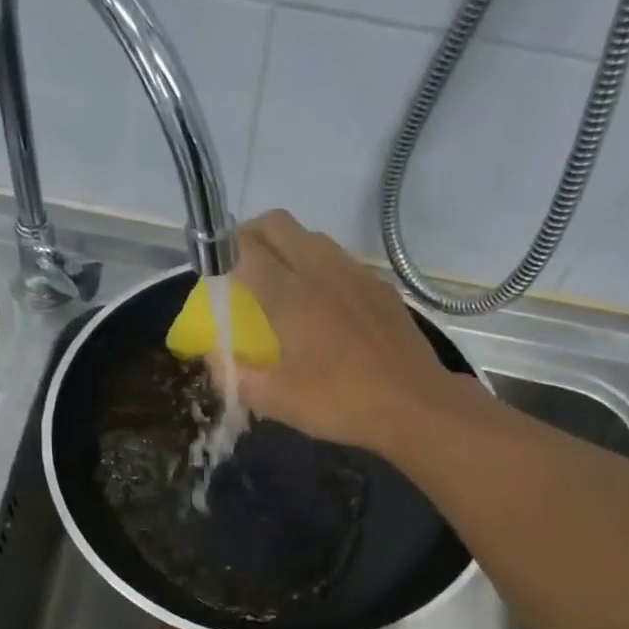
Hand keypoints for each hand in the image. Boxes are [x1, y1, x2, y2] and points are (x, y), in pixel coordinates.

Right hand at [233, 210, 469, 456]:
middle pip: (277, 224)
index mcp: (289, 294)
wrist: (414, 404)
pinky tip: (323, 307)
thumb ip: (236, 376)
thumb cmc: (340, 402)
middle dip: (250, 237)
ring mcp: (355, 273)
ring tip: (280, 288)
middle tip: (240, 270)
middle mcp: (320, 269)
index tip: (215, 275)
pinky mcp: (380, 286)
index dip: (222, 252)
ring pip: (311, 237)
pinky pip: (340, 260)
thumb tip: (214, 358)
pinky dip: (319, 268)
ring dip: (287, 250)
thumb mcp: (276, 400)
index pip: (244, 246)